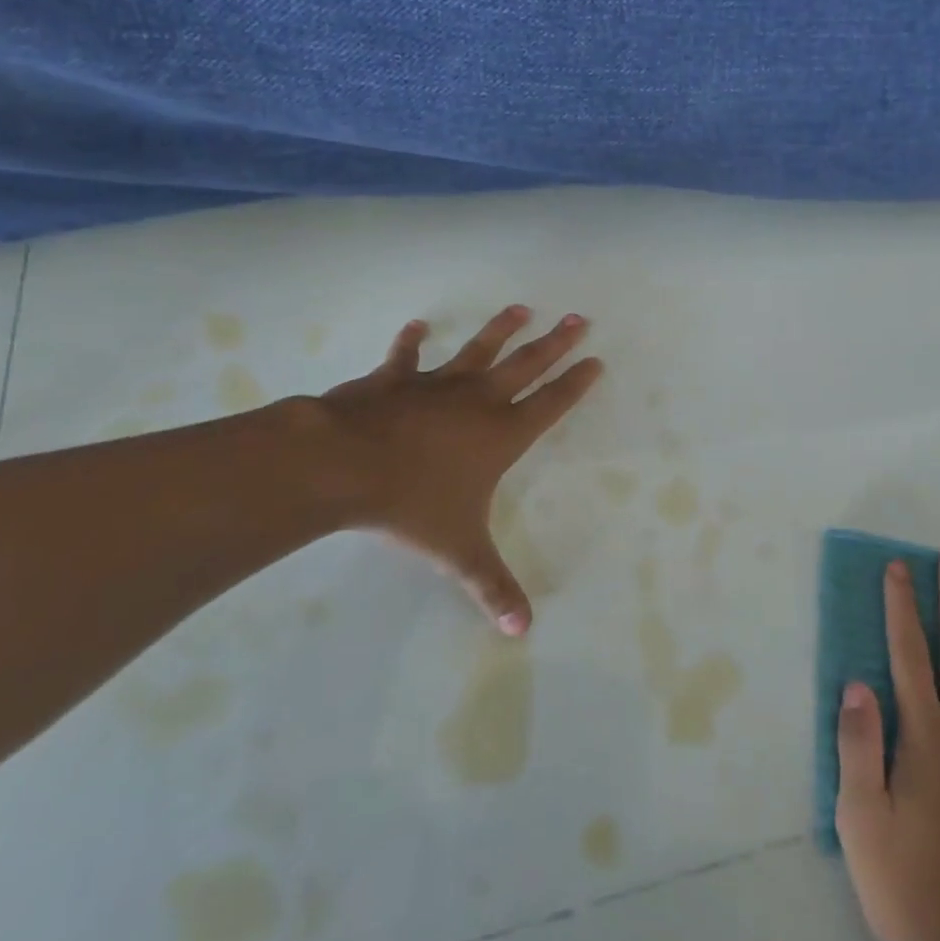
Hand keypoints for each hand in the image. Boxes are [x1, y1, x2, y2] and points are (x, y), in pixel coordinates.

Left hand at [294, 306, 601, 634]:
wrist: (344, 465)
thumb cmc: (411, 505)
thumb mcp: (458, 550)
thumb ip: (491, 586)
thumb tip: (522, 632)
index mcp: (501, 434)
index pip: (551, 404)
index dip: (576, 383)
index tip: (595, 360)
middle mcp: (478, 401)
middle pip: (527, 365)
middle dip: (555, 342)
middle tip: (579, 317)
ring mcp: (437, 385)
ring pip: (478, 350)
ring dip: (501, 329)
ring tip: (522, 308)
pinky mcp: (396, 380)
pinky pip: (407, 357)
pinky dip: (412, 341)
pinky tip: (417, 325)